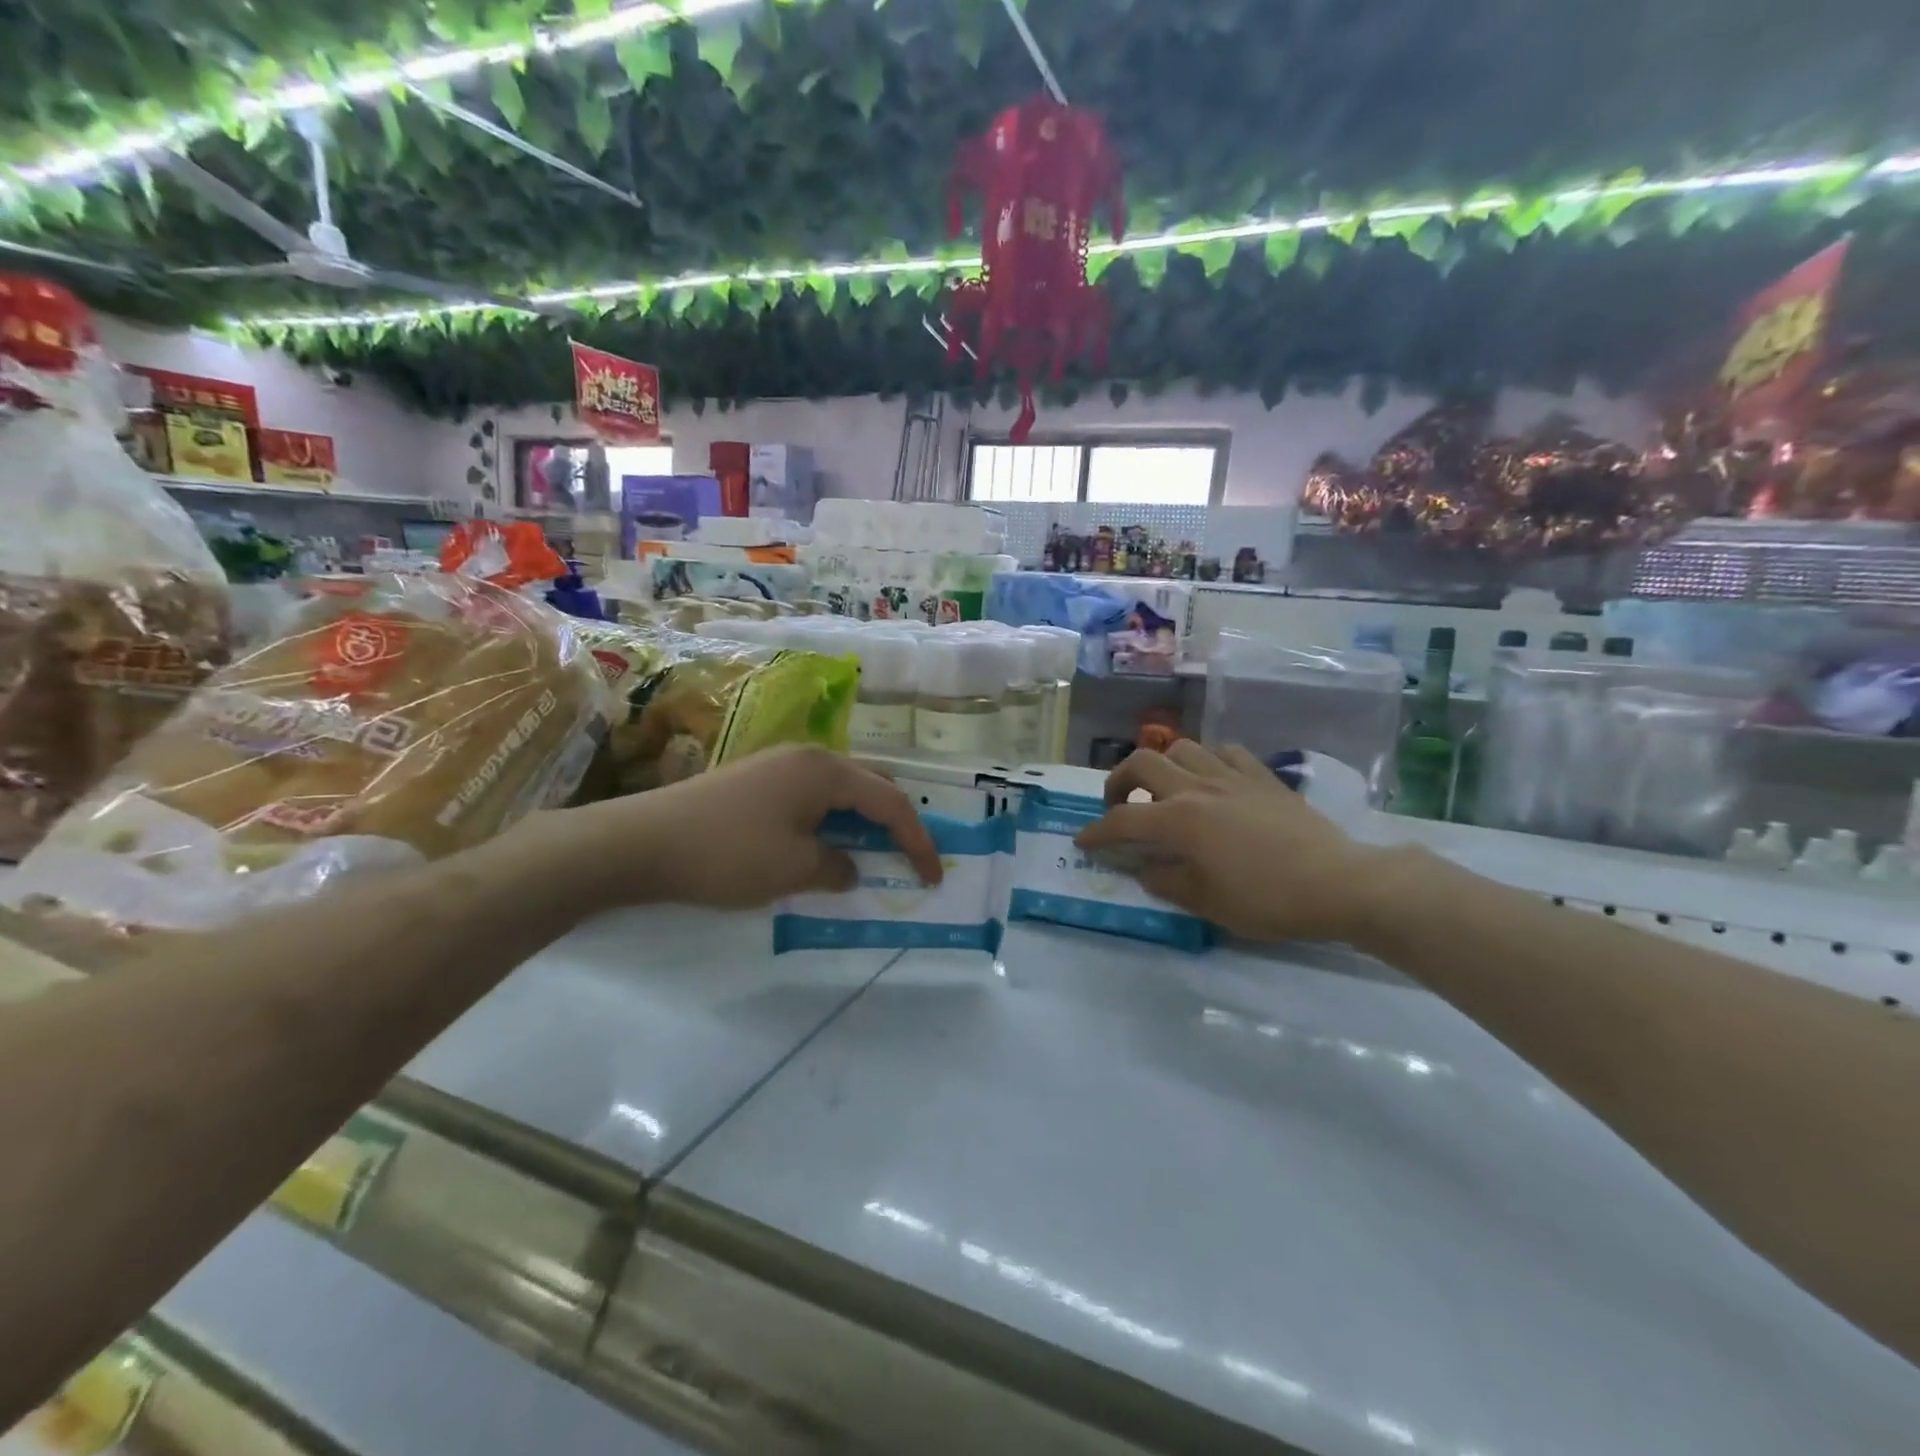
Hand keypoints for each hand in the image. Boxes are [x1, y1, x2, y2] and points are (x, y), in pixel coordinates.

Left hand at [537, 746, 941, 912]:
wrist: (642, 842)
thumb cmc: (729, 853)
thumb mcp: (794, 869)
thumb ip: (837, 866)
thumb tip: (849, 866)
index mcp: (826, 770)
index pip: (891, 801)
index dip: (917, 840)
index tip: (934, 876)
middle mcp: (808, 756)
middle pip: (870, 785)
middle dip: (895, 821)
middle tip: (907, 858)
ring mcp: (779, 764)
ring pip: (840, 790)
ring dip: (861, 820)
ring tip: (871, 853)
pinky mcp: (756, 779)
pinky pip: (812, 796)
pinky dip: (831, 820)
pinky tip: (824, 844)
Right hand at [1075, 741, 1383, 943]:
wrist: (1339, 882)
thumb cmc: (1268, 900)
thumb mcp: (1207, 903)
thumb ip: (1166, 881)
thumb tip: (1143, 868)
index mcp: (1179, 820)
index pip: (1122, 820)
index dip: (1097, 832)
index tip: (1083, 842)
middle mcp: (1198, 787)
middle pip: (1142, 762)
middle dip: (1119, 781)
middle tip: (1120, 806)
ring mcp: (1231, 776)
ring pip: (1182, 748)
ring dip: (1162, 765)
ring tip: (1165, 788)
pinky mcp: (1262, 776)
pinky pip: (1224, 752)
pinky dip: (1207, 762)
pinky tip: (1212, 781)